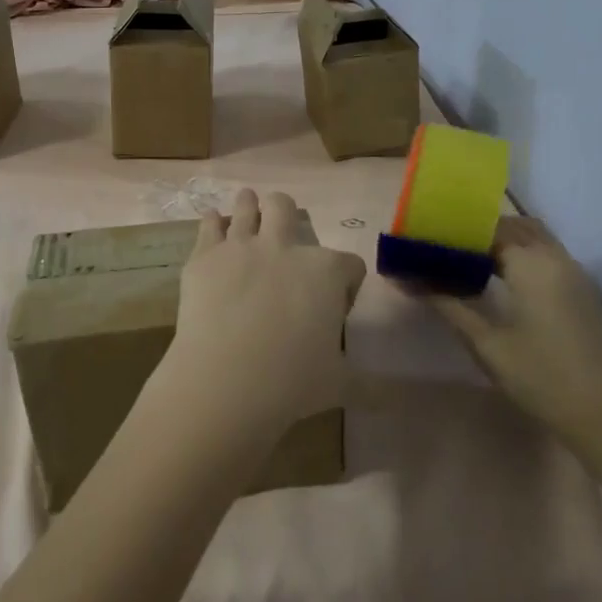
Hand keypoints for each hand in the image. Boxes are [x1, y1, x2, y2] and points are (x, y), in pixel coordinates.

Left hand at [152, 188, 366, 441]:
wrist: (226, 380)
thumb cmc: (292, 382)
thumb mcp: (341, 383)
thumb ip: (369, 382)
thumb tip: (397, 396)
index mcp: (325, 271)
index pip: (349, 265)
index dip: (345, 283)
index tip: (335, 304)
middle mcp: (285, 247)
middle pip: (287, 210)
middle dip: (288, 216)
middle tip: (283, 232)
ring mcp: (241, 246)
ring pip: (248, 206)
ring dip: (250, 205)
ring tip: (249, 205)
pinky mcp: (205, 256)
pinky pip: (209, 225)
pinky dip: (213, 222)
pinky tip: (213, 223)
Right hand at [431, 216, 601, 435]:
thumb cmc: (540, 376)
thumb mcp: (485, 342)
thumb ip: (447, 304)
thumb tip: (405, 279)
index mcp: (532, 264)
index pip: (487, 229)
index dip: (455, 230)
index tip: (424, 239)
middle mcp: (556, 258)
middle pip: (513, 226)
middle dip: (478, 231)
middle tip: (442, 247)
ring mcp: (573, 273)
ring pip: (533, 238)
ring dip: (501, 241)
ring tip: (465, 260)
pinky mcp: (580, 290)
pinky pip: (546, 254)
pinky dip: (520, 253)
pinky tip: (497, 278)